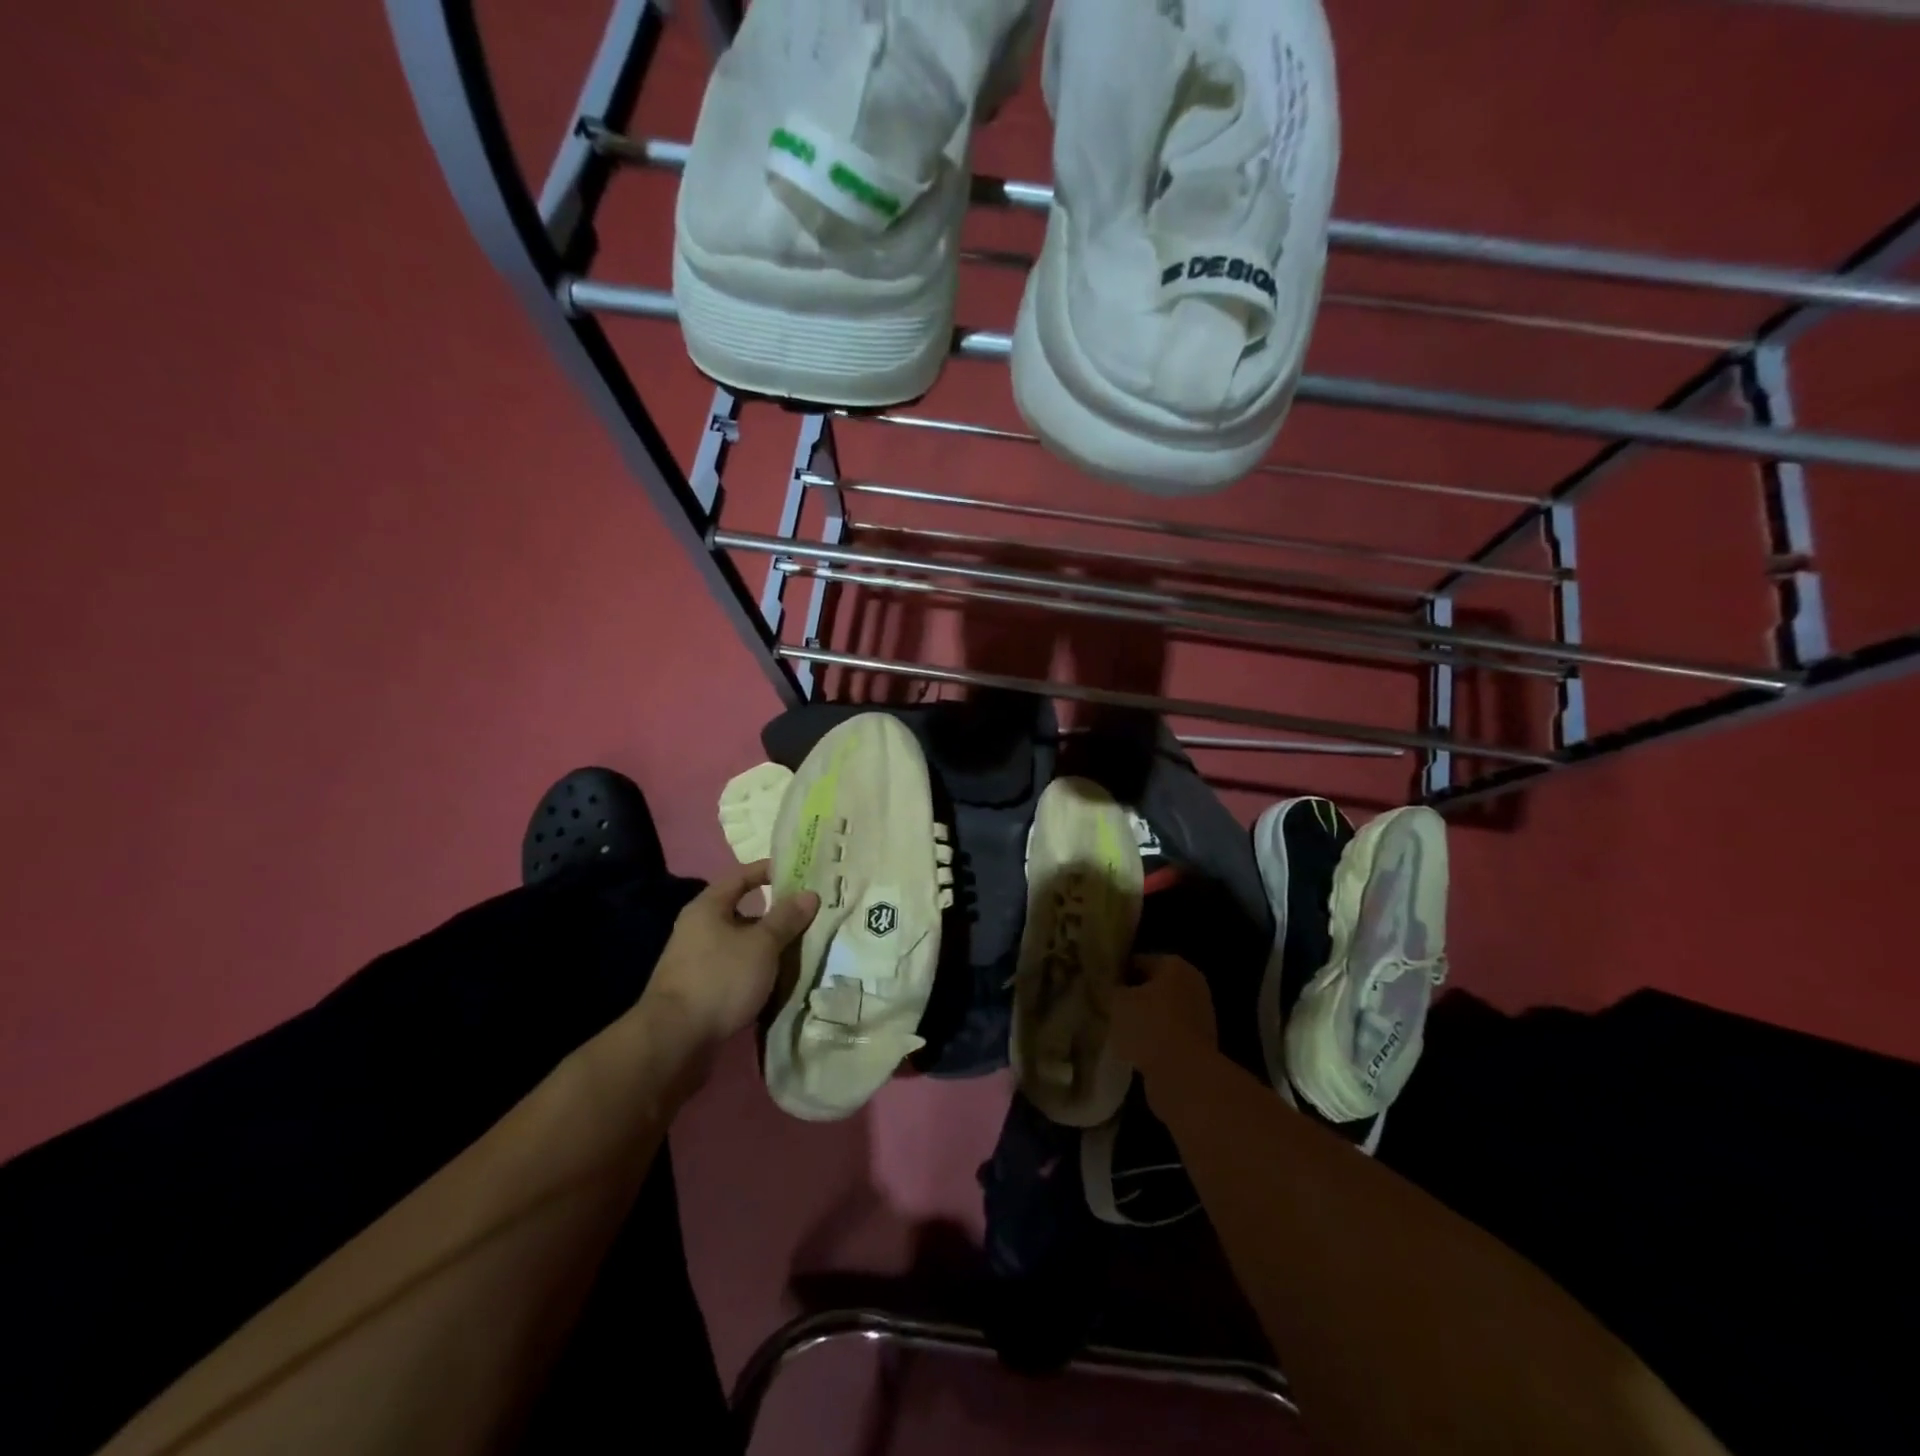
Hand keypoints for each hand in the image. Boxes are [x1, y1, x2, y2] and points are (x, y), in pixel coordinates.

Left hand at [642, 861, 818, 1053]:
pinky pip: (736, 970)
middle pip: (742, 912)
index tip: (799, 872)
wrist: (674, 1040)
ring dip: (768, 947)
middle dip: (776, 915)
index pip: (741, 877)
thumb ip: (786, 918)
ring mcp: (697, 961)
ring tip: (802, 950)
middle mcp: (698, 929)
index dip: (769, 871)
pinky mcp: (700, 990)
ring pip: (741, 944)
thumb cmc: (720, 979)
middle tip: (809, 916)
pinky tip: (779, 981)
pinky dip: (757, 971)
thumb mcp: (761, 945)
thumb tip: (810, 893)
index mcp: (708, 907)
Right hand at [1109, 954, 1216, 1081]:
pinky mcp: (1199, 1045)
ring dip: (1140, 1021)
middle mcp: (1192, 985)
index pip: (1137, 961)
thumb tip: (1105, 985)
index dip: (1116, 974)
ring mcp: (1200, 1016)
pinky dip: (1152, 1041)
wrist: (1184, 1077)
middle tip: (1104, 1009)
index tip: (1097, 988)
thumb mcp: (1117, 1000)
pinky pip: (1167, 1035)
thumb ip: (1109, 987)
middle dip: (1130, 998)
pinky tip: (1131, 1051)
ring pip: (1159, 1013)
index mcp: (1175, 966)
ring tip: (1115, 1032)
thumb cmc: (1149, 1027)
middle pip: (1151, 987)